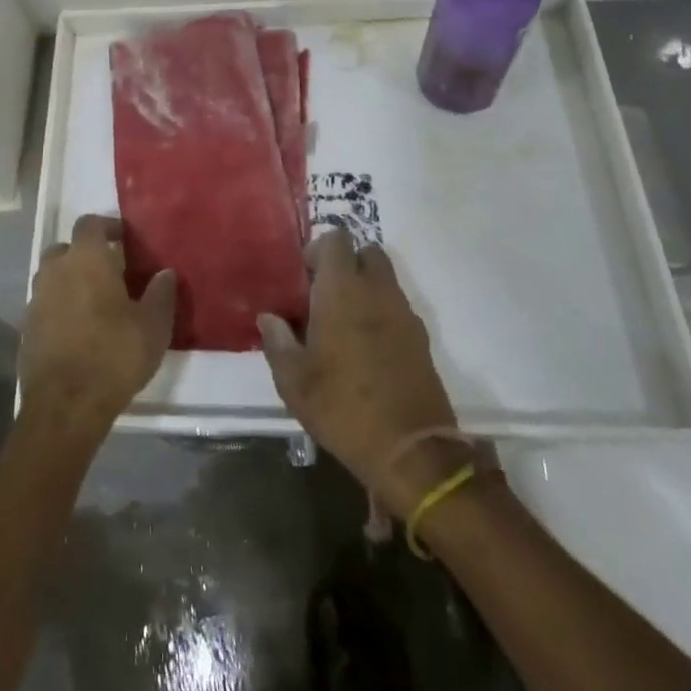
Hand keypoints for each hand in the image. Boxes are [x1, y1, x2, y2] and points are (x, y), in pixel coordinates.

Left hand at [20, 215, 175, 438]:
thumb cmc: (114, 354)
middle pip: (66, 248)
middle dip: (85, 254)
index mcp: (86, 258)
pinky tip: (78, 330)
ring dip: (70, 282)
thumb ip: (161, 294)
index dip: (107, 226)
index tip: (124, 239)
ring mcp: (37, 299)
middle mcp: (56, 270)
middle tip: (110, 272)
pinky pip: (45, 306)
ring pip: (52, 277)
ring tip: (95, 303)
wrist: (65, 405)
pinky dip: (59, 309)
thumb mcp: (153, 326)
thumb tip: (165, 273)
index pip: (90, 223)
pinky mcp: (26, 329)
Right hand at [259, 229, 467, 517]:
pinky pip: (398, 308)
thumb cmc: (343, 407)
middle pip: (366, 252)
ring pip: (384, 280)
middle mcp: (376, 290)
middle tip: (324, 296)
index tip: (304, 279)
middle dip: (346, 264)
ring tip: (344, 325)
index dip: (318, 250)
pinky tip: (367, 349)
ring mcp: (404, 313)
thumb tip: (269, 317)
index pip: (336, 239)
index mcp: (342, 289)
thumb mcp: (294, 381)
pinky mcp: (421, 339)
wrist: (411, 451)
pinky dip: (382, 314)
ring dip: (365, 289)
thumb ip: (277, 341)